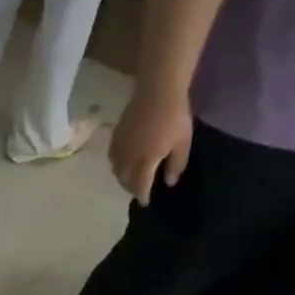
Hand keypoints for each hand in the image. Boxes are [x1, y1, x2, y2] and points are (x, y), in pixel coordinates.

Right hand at [108, 88, 193, 205]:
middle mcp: (127, 159)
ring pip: (116, 170)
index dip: (143, 196)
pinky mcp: (114, 137)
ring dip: (122, 176)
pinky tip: (124, 159)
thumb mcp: (183, 142)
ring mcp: (119, 148)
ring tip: (130, 176)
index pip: (140, 186)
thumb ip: (176, 164)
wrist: (157, 92)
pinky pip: (112, 157)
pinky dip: (117, 164)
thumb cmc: (174, 117)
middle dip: (131, 187)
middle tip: (139, 189)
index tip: (146, 202)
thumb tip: (169, 182)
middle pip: (124, 180)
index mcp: (145, 162)